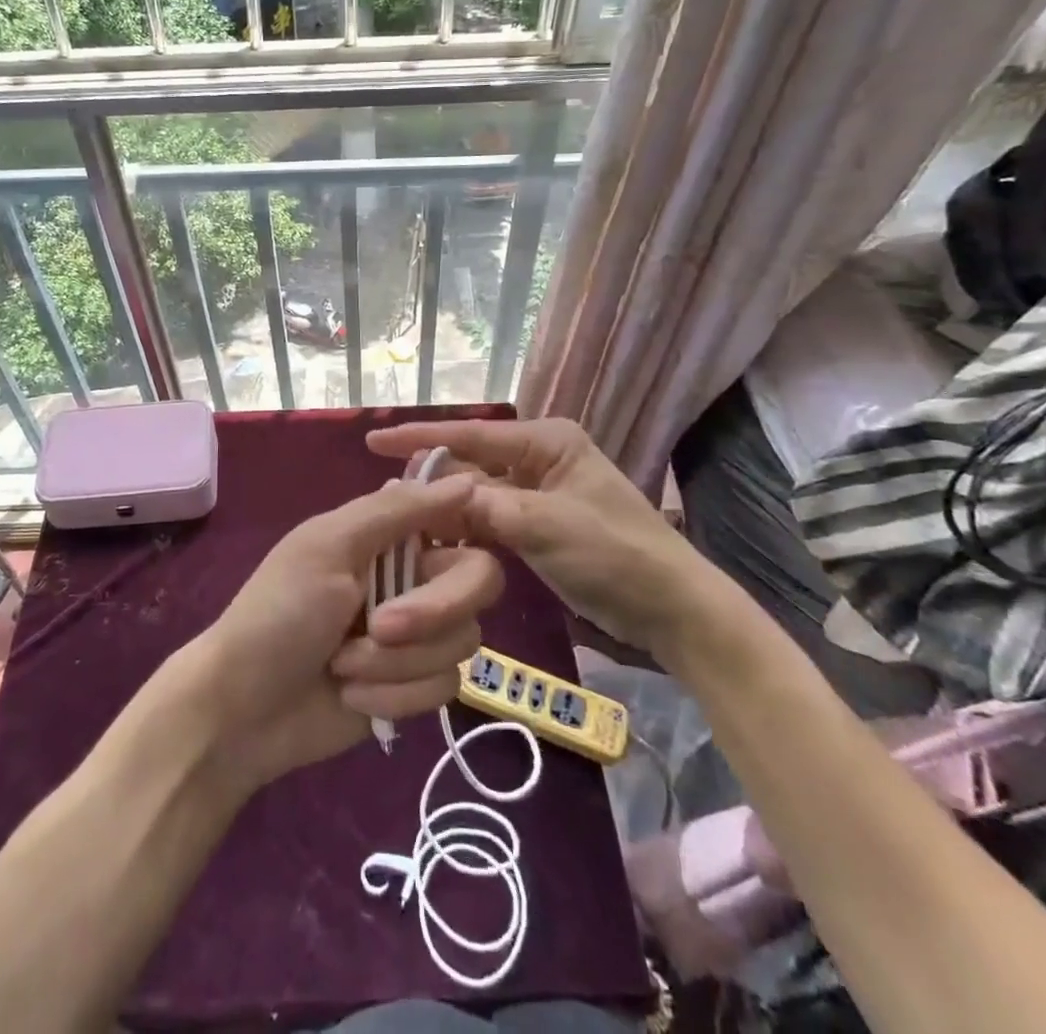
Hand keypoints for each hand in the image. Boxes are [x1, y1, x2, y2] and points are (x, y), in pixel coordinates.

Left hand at [182, 474, 503, 786]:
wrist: (243, 710)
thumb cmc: (279, 612)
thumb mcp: (330, 546)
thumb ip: (398, 510)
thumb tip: (467, 478)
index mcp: (390, 536)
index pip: (459, 517)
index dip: (469, 529)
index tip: (448, 549)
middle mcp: (412, 578)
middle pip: (477, 581)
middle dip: (430, 612)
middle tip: (379, 626)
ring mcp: (417, 636)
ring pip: (460, 641)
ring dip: (396, 662)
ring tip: (342, 666)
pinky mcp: (414, 687)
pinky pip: (443, 688)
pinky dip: (393, 695)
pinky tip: (350, 697)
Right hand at [368, 418, 725, 657]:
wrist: (671, 611)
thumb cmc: (615, 554)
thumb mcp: (546, 525)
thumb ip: (484, 507)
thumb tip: (426, 497)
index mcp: (547, 441)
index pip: (472, 434)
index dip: (420, 437)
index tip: (373, 439)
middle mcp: (538, 459)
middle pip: (470, 464)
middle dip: (431, 481)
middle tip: (384, 499)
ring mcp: (537, 494)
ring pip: (476, 495)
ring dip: (444, 510)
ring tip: (398, 522)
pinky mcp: (536, 526)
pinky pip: (488, 520)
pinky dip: (464, 531)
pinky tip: (433, 544)